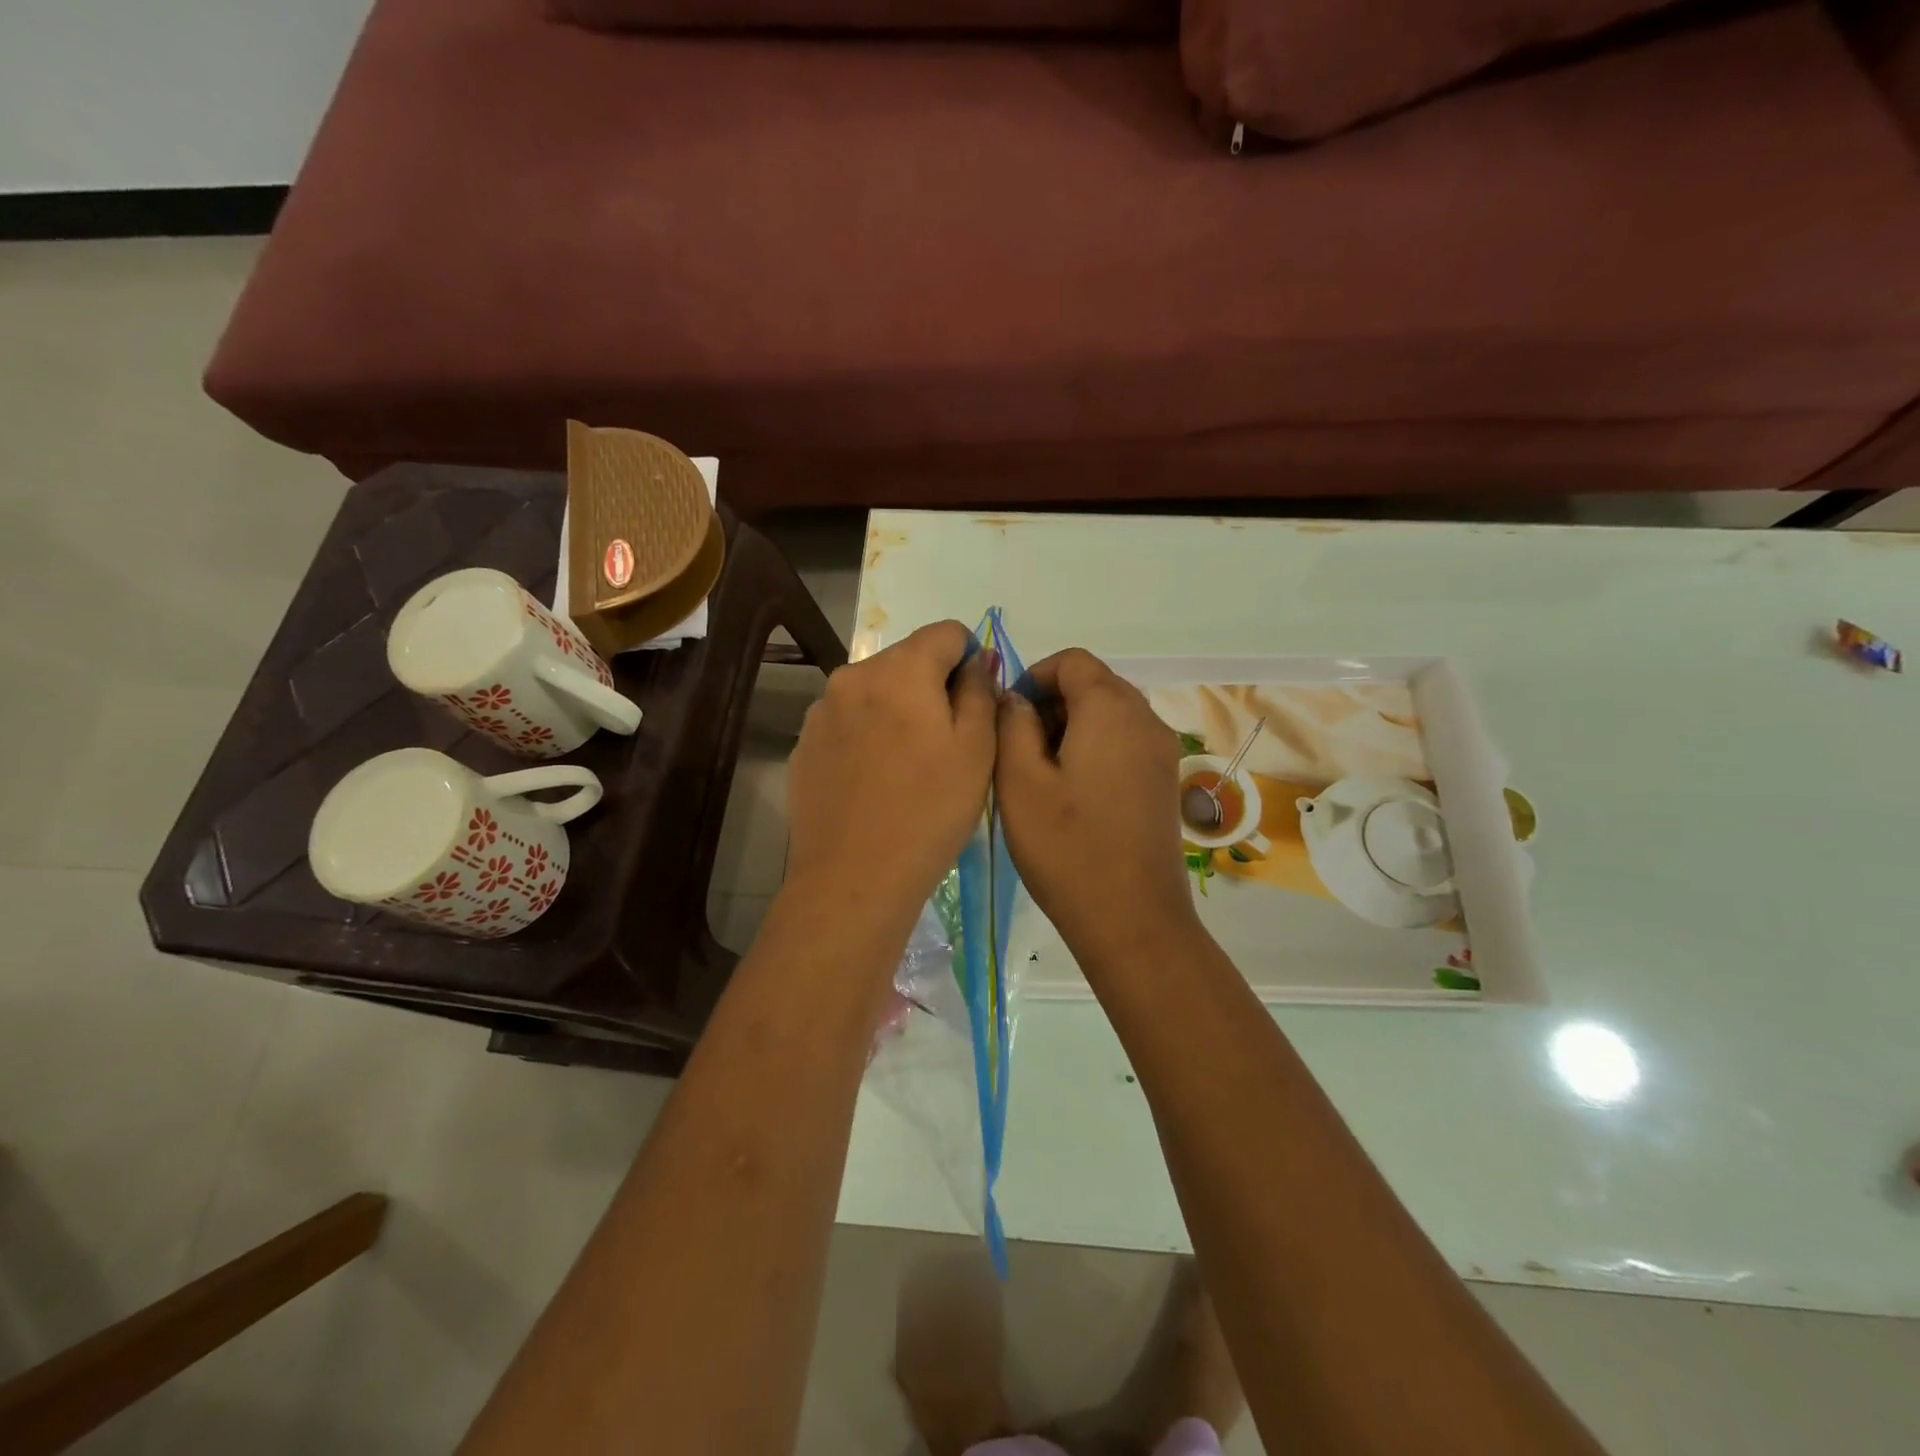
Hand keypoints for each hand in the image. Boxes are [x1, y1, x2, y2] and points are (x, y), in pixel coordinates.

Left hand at [786, 620, 997, 917]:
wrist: (854, 878)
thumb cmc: (929, 812)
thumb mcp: (977, 750)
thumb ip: (980, 691)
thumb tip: (976, 660)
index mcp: (899, 670)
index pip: (946, 632)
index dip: (970, 659)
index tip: (975, 703)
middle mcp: (853, 676)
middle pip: (906, 660)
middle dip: (931, 687)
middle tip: (947, 743)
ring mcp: (821, 712)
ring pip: (874, 692)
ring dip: (897, 710)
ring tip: (908, 766)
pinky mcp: (804, 745)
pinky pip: (848, 723)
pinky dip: (867, 736)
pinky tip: (875, 782)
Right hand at [994, 649, 1198, 969]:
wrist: (1132, 919)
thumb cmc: (1067, 847)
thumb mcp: (1020, 782)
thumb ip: (1011, 725)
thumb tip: (1015, 699)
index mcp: (1111, 708)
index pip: (1072, 661)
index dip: (1034, 676)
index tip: (1006, 715)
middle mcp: (1145, 719)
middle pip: (1094, 684)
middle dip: (1051, 703)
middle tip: (1017, 748)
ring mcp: (1161, 751)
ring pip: (1110, 714)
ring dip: (1071, 727)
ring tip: (1039, 773)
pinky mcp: (1164, 781)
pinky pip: (1125, 742)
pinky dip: (1094, 748)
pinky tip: (1071, 792)